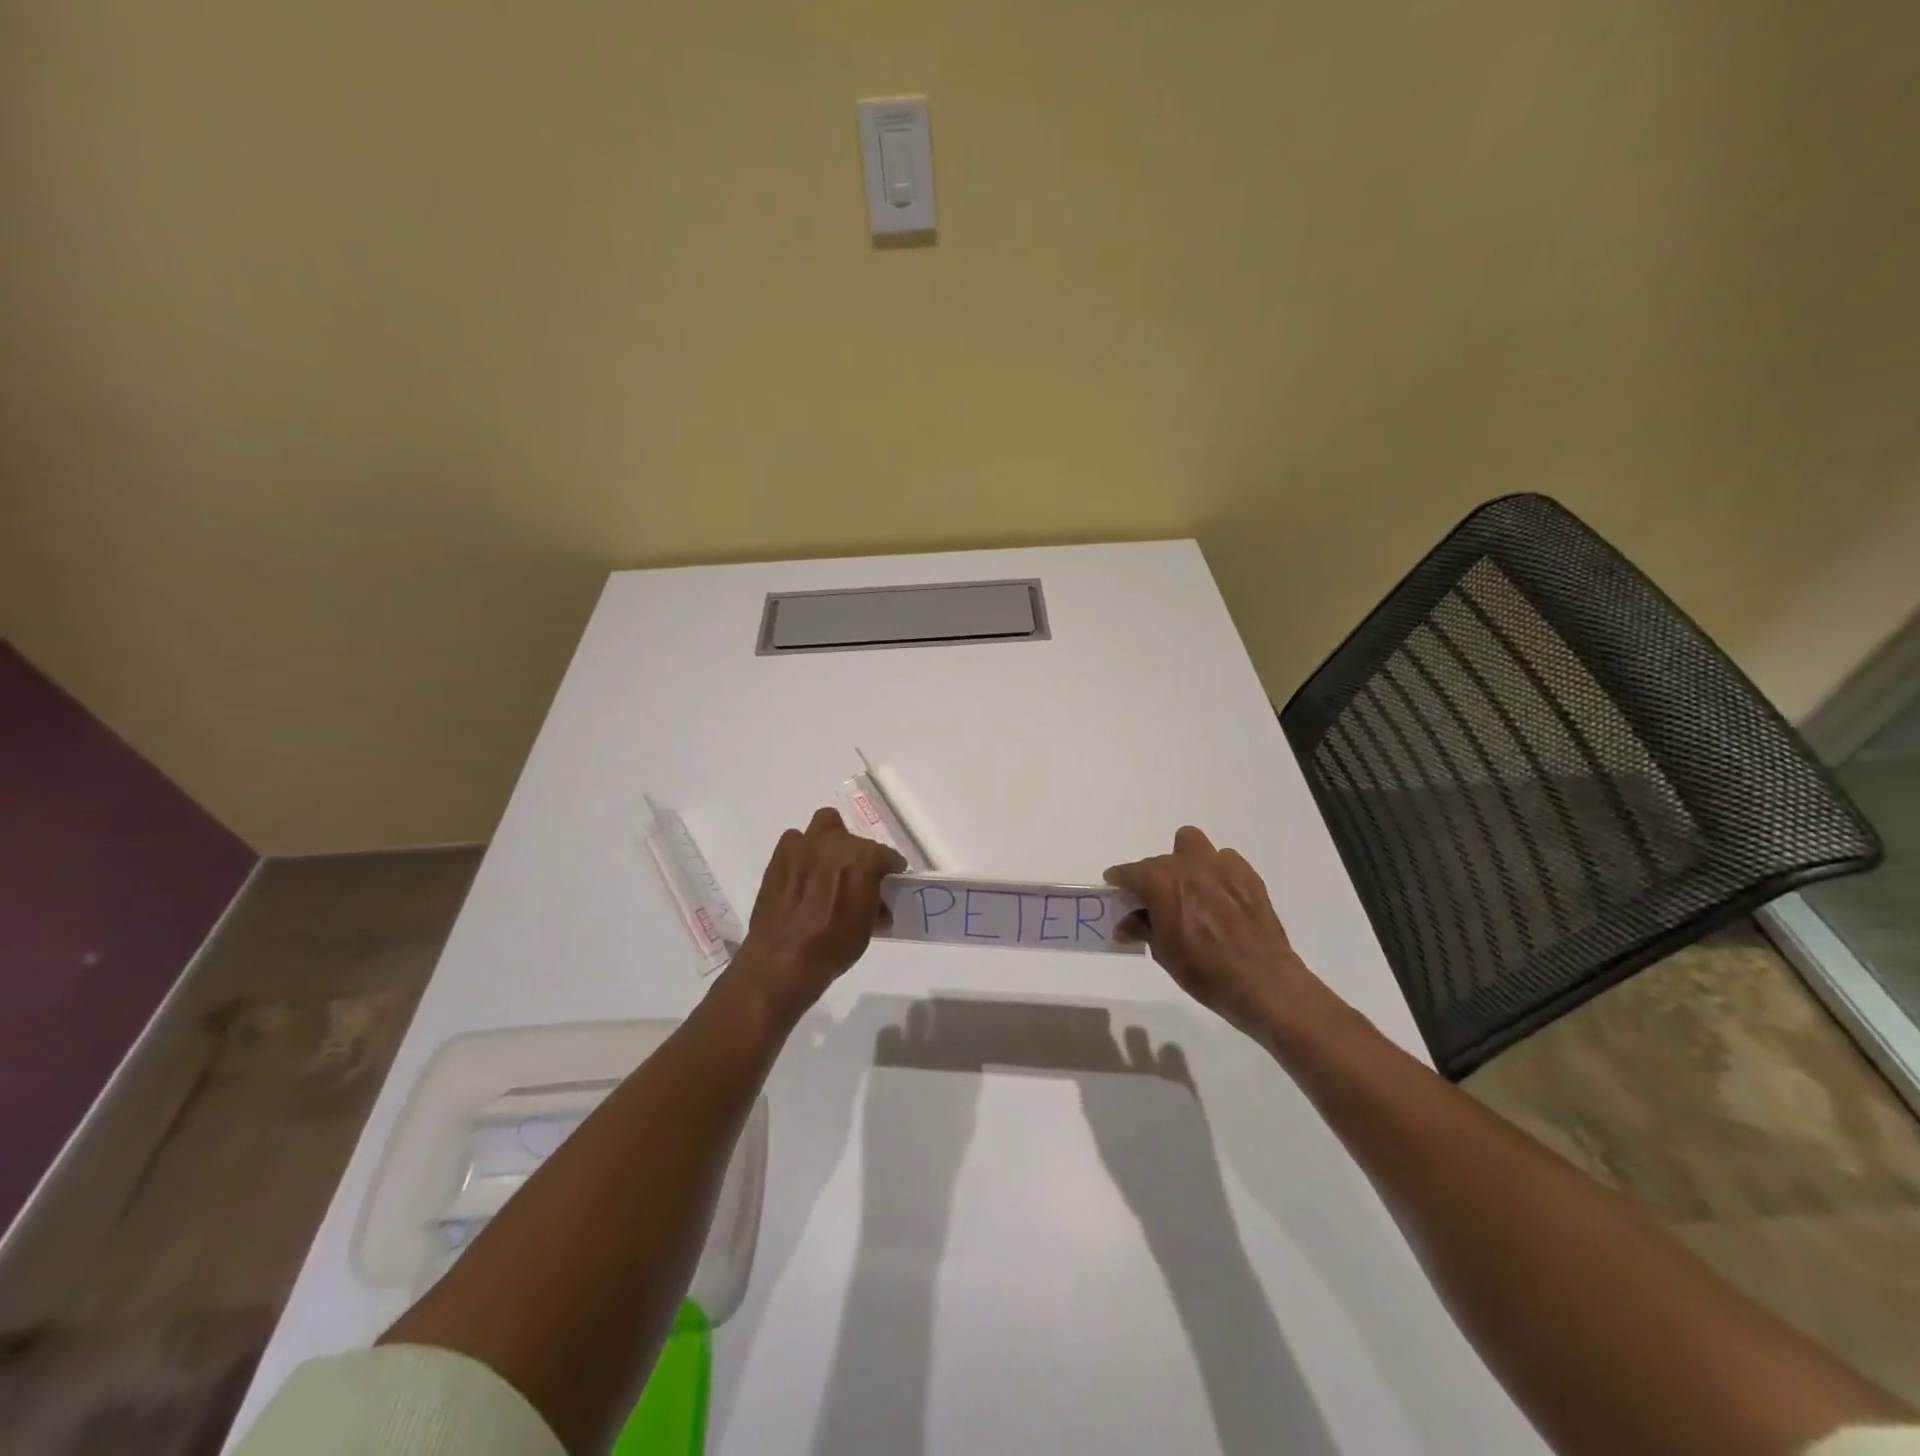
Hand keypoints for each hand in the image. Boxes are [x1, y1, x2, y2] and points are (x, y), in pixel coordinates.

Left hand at [732, 807, 905, 1024]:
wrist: (783, 960)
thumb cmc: (833, 946)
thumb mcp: (867, 928)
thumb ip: (875, 903)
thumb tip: (877, 903)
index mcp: (864, 858)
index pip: (887, 856)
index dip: (890, 870)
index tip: (889, 881)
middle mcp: (836, 843)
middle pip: (855, 839)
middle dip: (858, 855)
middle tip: (854, 877)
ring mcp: (805, 846)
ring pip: (825, 824)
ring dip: (830, 842)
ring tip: (827, 867)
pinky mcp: (780, 855)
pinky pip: (796, 841)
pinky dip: (802, 852)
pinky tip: (802, 875)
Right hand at [1105, 826, 1325, 1040]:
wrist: (1263, 982)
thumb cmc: (1205, 971)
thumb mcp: (1163, 953)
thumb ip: (1142, 929)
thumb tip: (1125, 924)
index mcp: (1161, 882)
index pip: (1129, 872)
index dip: (1119, 881)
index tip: (1116, 889)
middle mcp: (1188, 865)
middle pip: (1159, 860)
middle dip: (1154, 879)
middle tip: (1157, 904)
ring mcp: (1221, 866)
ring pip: (1192, 844)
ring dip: (1185, 861)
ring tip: (1191, 889)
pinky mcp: (1248, 875)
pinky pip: (1224, 860)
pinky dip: (1216, 872)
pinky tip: (1220, 897)